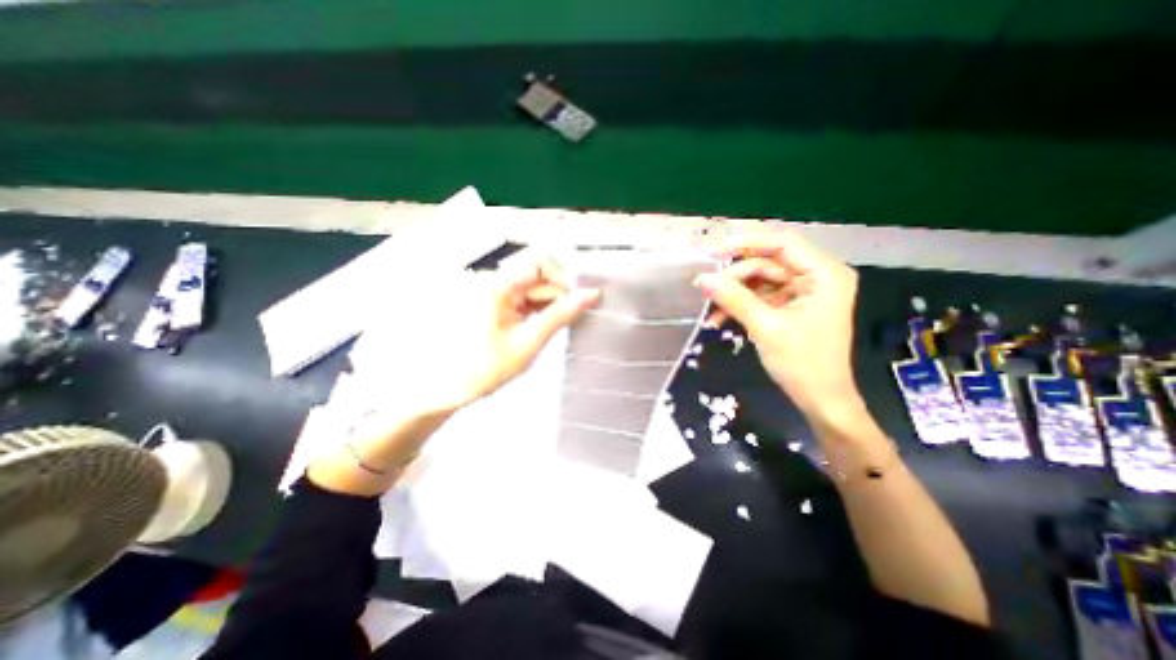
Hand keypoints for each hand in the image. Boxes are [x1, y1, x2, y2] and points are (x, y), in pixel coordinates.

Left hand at [359, 250, 598, 415]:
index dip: (564, 279)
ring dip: (548, 303)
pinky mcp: (492, 300)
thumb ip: (561, 315)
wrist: (445, 388)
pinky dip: (536, 308)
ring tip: (553, 326)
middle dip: (558, 294)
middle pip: (537, 274)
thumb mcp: (529, 342)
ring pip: (532, 286)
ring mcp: (491, 290)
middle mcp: (492, 279)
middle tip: (571, 319)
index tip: (577, 302)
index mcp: (497, 285)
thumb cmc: (485, 368)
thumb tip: (591, 295)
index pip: (540, 262)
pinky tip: (540, 325)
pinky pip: (522, 296)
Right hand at [691, 233, 859, 416]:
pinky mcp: (791, 307)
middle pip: (767, 263)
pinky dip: (740, 306)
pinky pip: (760, 297)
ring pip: (759, 281)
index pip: (782, 243)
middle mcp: (816, 277)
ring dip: (733, 295)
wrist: (820, 400)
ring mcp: (803, 292)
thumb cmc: (802, 363)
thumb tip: (701, 278)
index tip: (713, 253)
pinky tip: (718, 320)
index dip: (746, 243)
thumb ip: (733, 298)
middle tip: (706, 291)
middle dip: (735, 278)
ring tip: (709, 311)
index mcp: (823, 274)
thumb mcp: (764, 327)